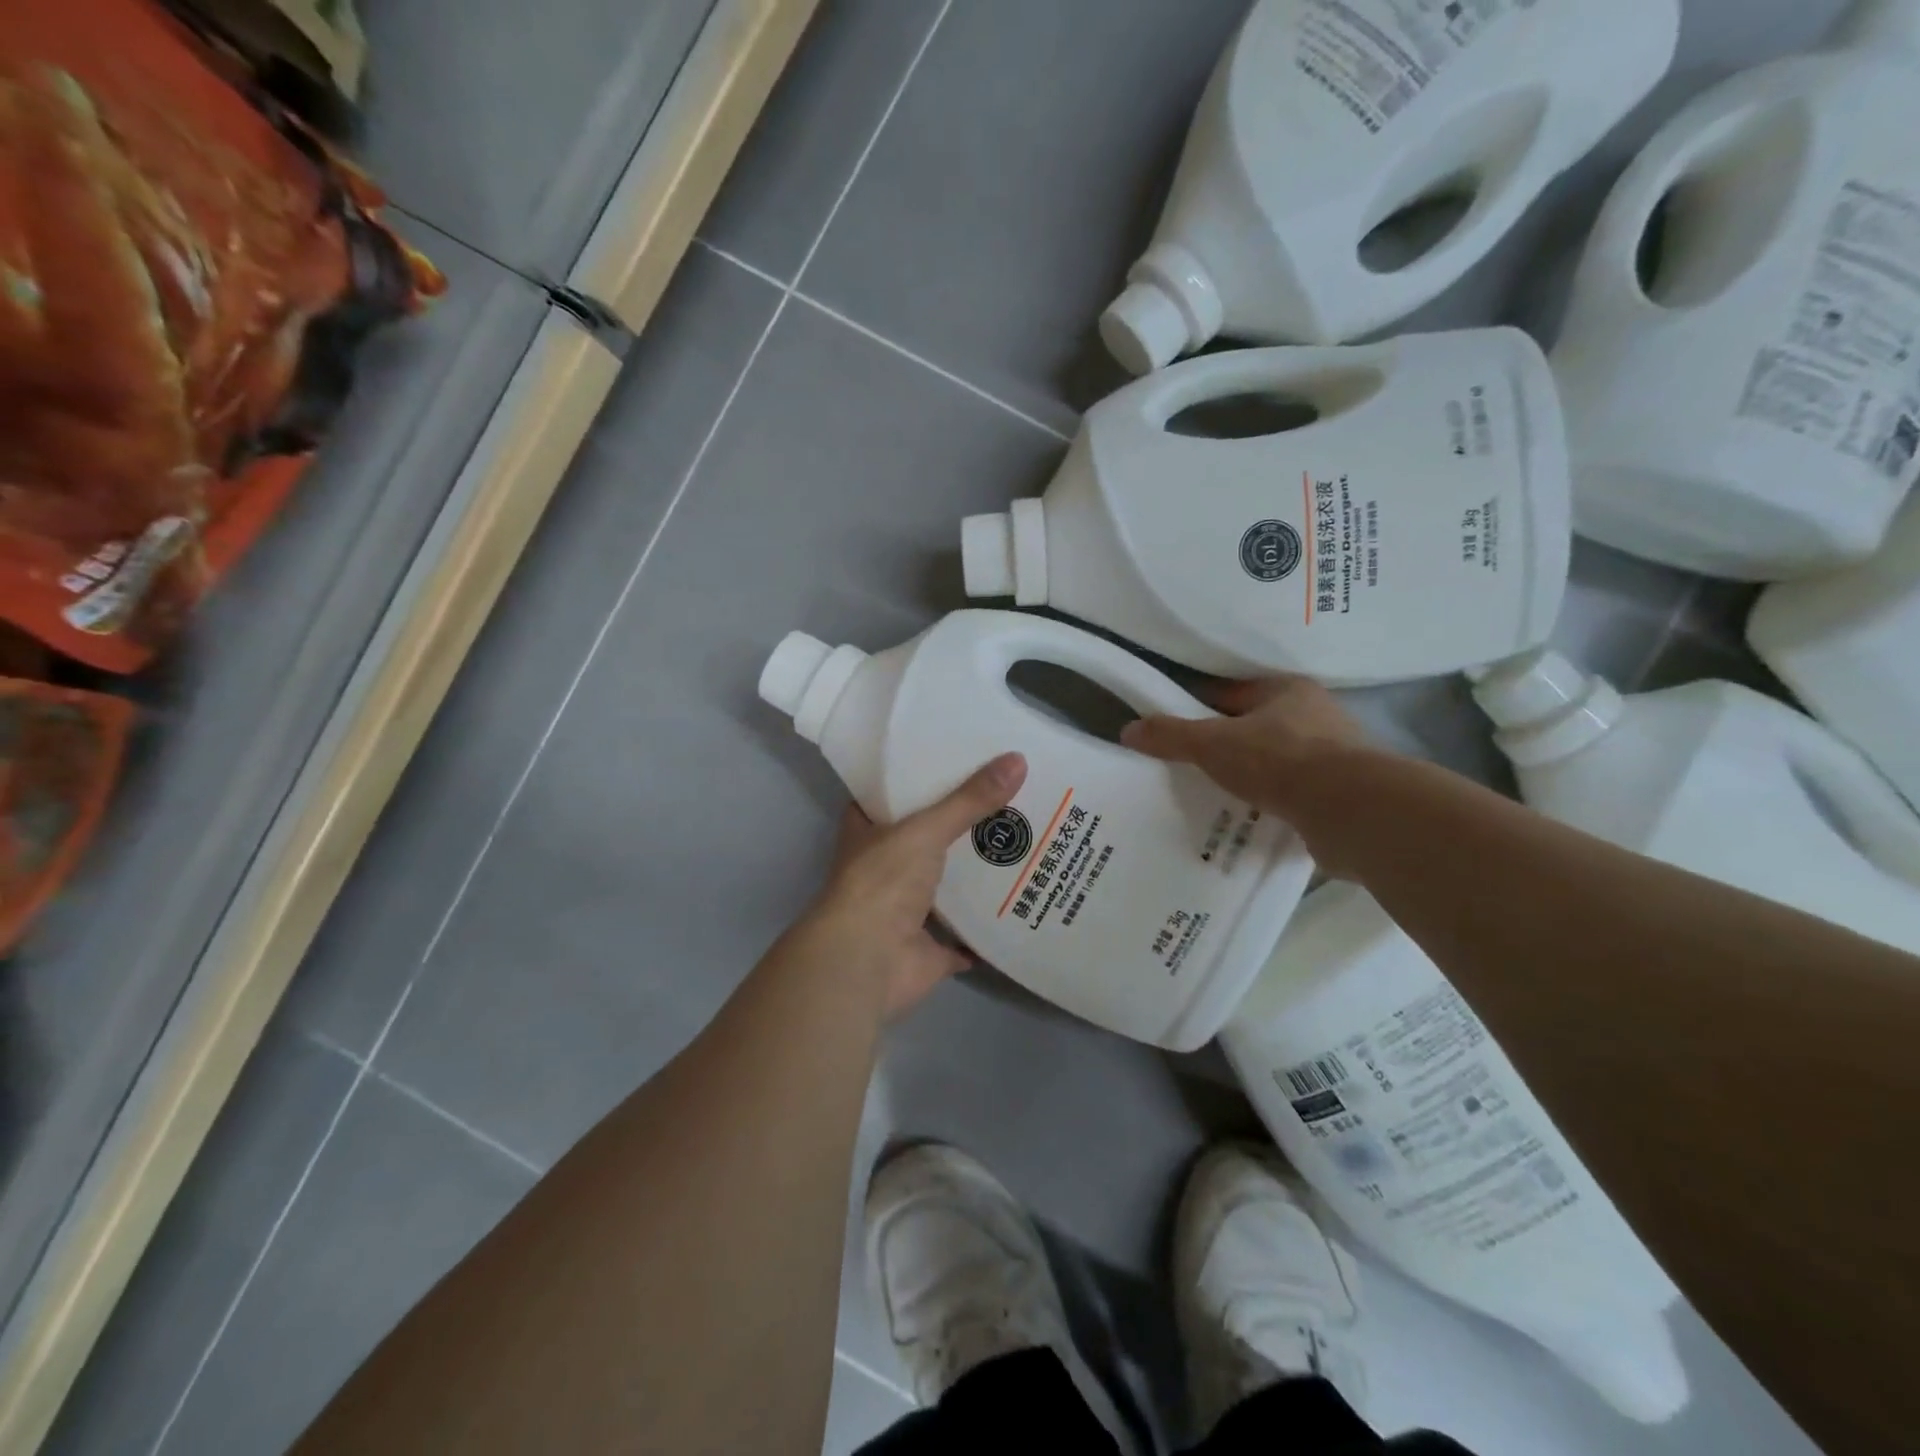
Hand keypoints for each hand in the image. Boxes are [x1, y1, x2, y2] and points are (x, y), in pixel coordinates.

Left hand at [801, 752, 1027, 1019]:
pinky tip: (1023, 903)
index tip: (955, 759)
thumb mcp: (926, 829)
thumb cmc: (882, 883)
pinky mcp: (930, 947)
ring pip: (947, 885)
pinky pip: (966, 935)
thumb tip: (1018, 759)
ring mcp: (906, 911)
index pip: (890, 796)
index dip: (917, 779)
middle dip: (961, 825)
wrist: (866, 962)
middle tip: (1007, 797)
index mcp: (868, 833)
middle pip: (927, 839)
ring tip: (1024, 841)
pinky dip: (988, 926)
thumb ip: (970, 800)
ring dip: (977, 873)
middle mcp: (884, 869)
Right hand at [1121, 677, 1370, 874]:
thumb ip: (1171, 735)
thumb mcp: (1212, 743)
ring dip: (1250, 778)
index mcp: (1288, 690)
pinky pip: (1293, 795)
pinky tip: (1247, 820)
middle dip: (1225, 746)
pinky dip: (1271, 804)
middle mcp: (1316, 717)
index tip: (1174, 728)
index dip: (1200, 706)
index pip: (1233, 692)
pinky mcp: (1341, 795)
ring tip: (1214, 796)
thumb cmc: (1279, 760)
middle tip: (1188, 766)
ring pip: (1275, 763)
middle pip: (1256, 728)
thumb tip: (1129, 729)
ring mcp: (1334, 758)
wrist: (1350, 811)